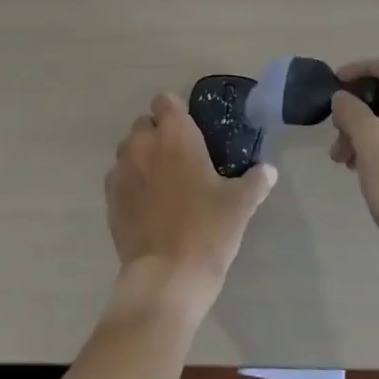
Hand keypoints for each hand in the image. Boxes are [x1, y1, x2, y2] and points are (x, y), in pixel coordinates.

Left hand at [105, 92, 276, 317]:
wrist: (166, 279)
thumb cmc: (207, 230)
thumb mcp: (240, 205)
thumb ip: (255, 181)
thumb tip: (268, 170)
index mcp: (174, 134)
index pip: (166, 100)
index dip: (177, 111)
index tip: (191, 130)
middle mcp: (142, 144)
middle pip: (145, 124)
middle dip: (159, 135)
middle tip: (181, 160)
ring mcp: (122, 171)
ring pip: (129, 151)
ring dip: (142, 158)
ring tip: (163, 184)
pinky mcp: (110, 200)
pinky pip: (118, 179)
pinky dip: (131, 185)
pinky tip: (148, 207)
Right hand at [329, 59, 378, 277]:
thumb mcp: (371, 145)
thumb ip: (352, 111)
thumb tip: (342, 98)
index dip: (358, 70)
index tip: (333, 84)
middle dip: (356, 109)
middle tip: (334, 133)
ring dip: (363, 130)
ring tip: (342, 159)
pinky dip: (378, 145)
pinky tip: (360, 168)